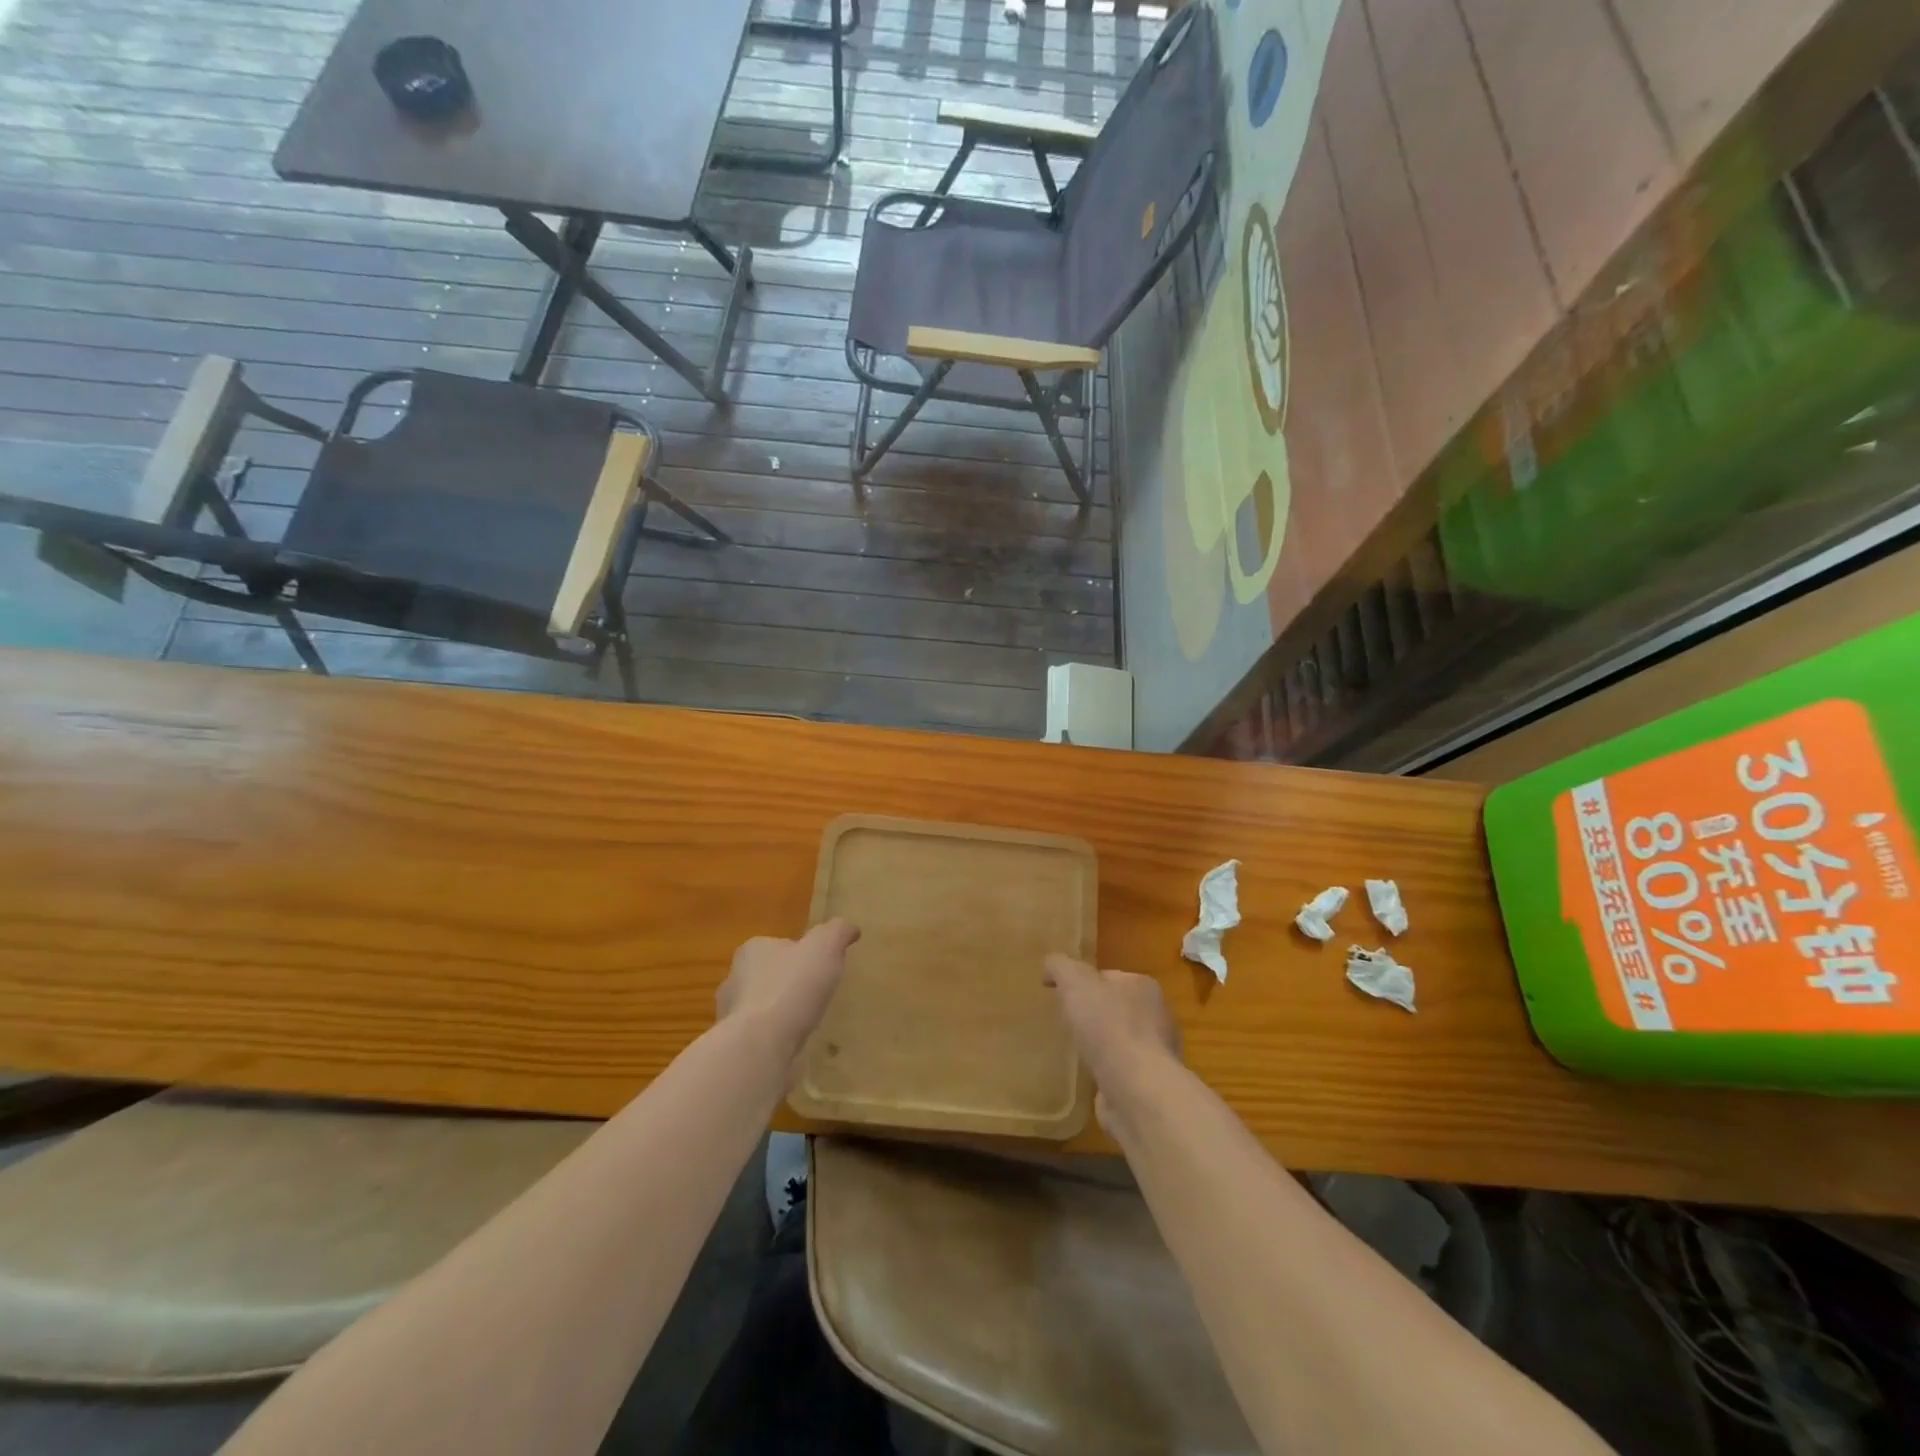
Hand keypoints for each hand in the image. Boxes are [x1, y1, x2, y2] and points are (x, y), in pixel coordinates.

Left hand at [718, 919, 860, 1066]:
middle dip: (787, 984)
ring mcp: (731, 1015)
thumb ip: (838, 932)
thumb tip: (850, 928)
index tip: (819, 966)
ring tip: (806, 1024)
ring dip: (778, 1014)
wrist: (761, 1046)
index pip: (779, 946)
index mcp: (753, 950)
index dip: (800, 954)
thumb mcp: (825, 946)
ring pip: (760, 1008)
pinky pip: (759, 1036)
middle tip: (814, 995)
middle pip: (767, 976)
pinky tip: (793, 1045)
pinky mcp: (735, 1046)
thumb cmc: (791, 988)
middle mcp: (735, 978)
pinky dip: (774, 1039)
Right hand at [1044, 955, 1180, 1130]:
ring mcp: (1156, 1053)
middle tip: (1067, 1023)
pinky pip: (1121, 1071)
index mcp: (1143, 986)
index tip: (1062, 996)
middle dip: (1094, 1015)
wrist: (1137, 1090)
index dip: (1084, 983)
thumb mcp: (1075, 982)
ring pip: (1120, 1041)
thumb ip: (1061, 967)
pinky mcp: (1149, 1085)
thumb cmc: (1108, 1027)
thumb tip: (1050, 965)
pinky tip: (1089, 1078)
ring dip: (1101, 1046)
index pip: (1109, 977)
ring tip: (1075, 1052)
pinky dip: (1106, 1073)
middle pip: (1116, 1008)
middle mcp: (1156, 1016)